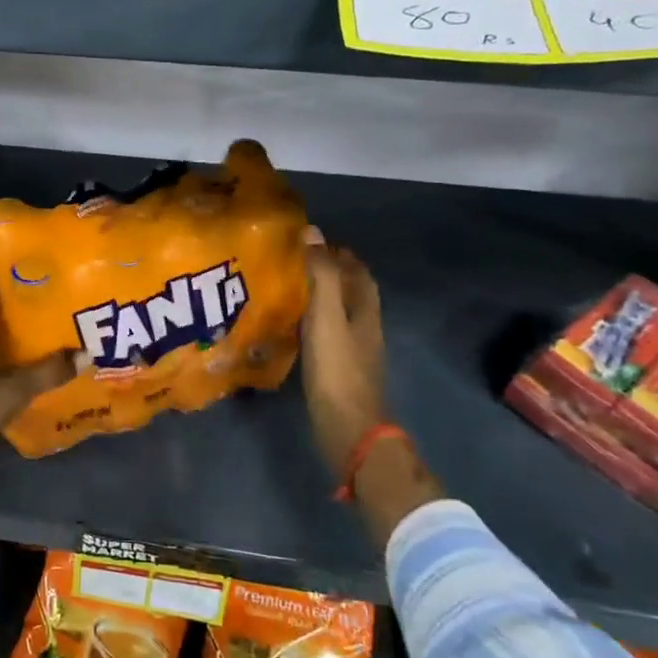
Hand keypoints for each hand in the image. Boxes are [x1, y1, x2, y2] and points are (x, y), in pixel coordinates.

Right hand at [299, 226, 386, 481]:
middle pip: (353, 293)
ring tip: (292, 289)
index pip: (359, 273)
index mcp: (365, 311)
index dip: (342, 255)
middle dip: (332, 274)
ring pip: (341, 314)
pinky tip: (295, 327)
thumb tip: (313, 232)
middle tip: (299, 262)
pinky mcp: (340, 371)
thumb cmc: (337, 368)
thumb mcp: (326, 316)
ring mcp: (354, 352)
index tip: (315, 241)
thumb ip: (320, 275)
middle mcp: (364, 328)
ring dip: (323, 299)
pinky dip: (315, 323)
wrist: (347, 426)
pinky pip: (329, 335)